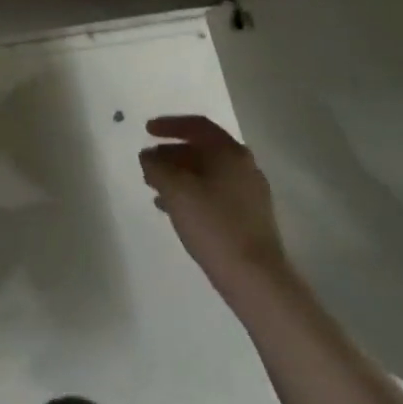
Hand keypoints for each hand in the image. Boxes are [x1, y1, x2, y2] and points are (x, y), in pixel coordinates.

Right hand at [141, 115, 289, 295]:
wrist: (256, 278)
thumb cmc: (213, 225)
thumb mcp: (176, 191)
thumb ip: (157, 167)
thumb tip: (148, 156)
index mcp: (230, 153)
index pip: (197, 126)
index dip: (170, 125)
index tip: (147, 130)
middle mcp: (244, 167)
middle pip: (203, 149)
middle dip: (172, 152)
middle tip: (148, 162)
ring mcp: (250, 193)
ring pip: (208, 173)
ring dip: (180, 174)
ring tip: (155, 187)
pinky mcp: (249, 217)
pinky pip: (215, 193)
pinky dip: (192, 193)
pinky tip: (174, 209)